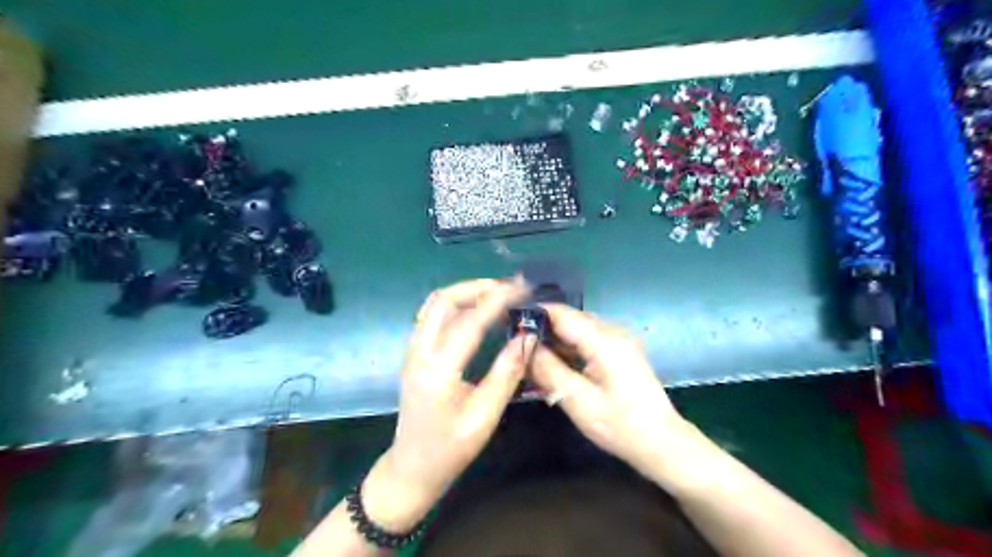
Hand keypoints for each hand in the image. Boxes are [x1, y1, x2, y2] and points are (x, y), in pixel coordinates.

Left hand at [363, 276, 531, 529]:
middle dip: (478, 287)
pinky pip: (432, 316)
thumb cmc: (450, 449)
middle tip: (510, 289)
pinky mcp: (414, 354)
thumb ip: (506, 374)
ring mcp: (412, 351)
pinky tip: (476, 311)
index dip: (497, 300)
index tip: (522, 288)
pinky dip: (456, 304)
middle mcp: (419, 352)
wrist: (412, 468)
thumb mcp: (485, 417)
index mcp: (438, 370)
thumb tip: (527, 337)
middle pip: (444, 300)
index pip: (469, 321)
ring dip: (466, 292)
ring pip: (435, 304)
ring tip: (497, 294)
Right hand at [526, 302, 696, 479]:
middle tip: (516, 345)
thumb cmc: (621, 426)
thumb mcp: (578, 401)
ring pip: (578, 329)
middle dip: (542, 329)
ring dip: (555, 340)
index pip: (562, 313)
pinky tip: (555, 365)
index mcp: (604, 340)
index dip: (535, 313)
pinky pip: (588, 340)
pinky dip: (569, 349)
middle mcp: (613, 331)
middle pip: (570, 319)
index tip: (510, 322)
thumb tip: (524, 346)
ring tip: (530, 357)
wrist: (662, 443)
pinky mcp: (621, 351)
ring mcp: (619, 340)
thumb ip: (548, 370)